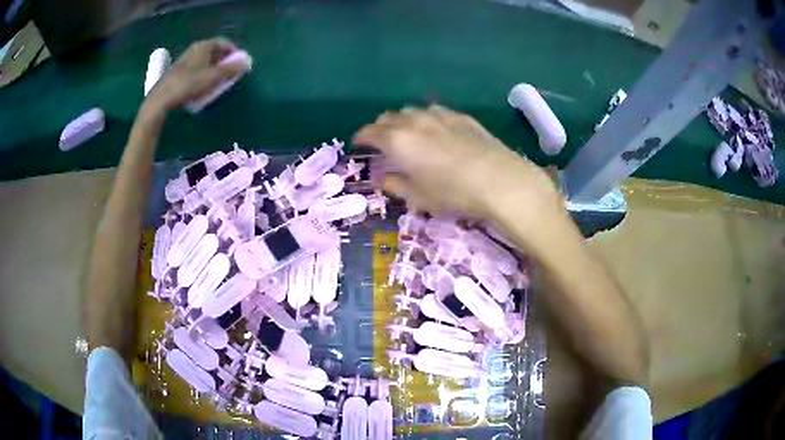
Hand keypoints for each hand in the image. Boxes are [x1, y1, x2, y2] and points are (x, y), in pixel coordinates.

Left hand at [144, 38, 246, 111]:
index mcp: (204, 46)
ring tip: (217, 81)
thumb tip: (246, 62)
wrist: (162, 98)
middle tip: (230, 73)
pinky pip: (196, 68)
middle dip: (224, 61)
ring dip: (213, 69)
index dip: (234, 51)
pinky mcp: (178, 71)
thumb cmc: (189, 84)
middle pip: (214, 51)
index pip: (224, 43)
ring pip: (205, 61)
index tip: (239, 63)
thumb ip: (230, 69)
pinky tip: (202, 86)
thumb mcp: (213, 77)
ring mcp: (185, 60)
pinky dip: (203, 74)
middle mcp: (194, 49)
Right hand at [354, 105, 562, 225]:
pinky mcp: (460, 116)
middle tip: (383, 141)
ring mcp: (439, 115)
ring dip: (403, 120)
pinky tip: (435, 129)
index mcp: (398, 141)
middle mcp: (414, 121)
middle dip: (381, 127)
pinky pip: (434, 111)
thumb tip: (384, 178)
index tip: (359, 144)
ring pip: (411, 110)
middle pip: (389, 117)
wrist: (499, 180)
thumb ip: (396, 184)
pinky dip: (426, 118)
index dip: (361, 137)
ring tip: (408, 133)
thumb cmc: (453, 193)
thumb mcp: (419, 196)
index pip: (370, 132)